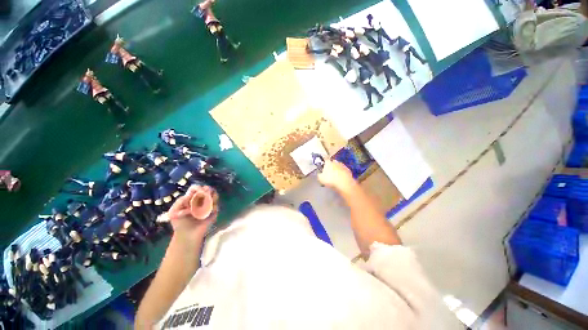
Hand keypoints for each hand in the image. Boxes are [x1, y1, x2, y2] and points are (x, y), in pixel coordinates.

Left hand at [168, 186, 216, 244]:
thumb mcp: (174, 211)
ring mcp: (208, 206)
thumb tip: (191, 195)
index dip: (198, 188)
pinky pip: (216, 206)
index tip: (198, 191)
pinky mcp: (214, 212)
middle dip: (208, 191)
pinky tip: (208, 211)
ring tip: (207, 203)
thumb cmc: (179, 223)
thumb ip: (180, 201)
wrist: (187, 235)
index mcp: (191, 198)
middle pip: (208, 190)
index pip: (197, 188)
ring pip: (214, 196)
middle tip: (206, 195)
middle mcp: (201, 200)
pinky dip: (213, 207)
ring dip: (212, 197)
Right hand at [317, 160, 356, 192]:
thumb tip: (319, 173)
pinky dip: (342, 174)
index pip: (325, 160)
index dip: (324, 163)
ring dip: (337, 170)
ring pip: (338, 167)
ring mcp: (343, 166)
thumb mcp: (320, 178)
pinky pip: (344, 171)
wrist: (344, 184)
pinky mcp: (348, 170)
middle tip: (329, 173)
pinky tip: (341, 179)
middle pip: (332, 163)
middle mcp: (336, 162)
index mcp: (328, 163)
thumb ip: (319, 174)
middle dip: (331, 167)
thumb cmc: (330, 180)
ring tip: (335, 178)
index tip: (323, 168)